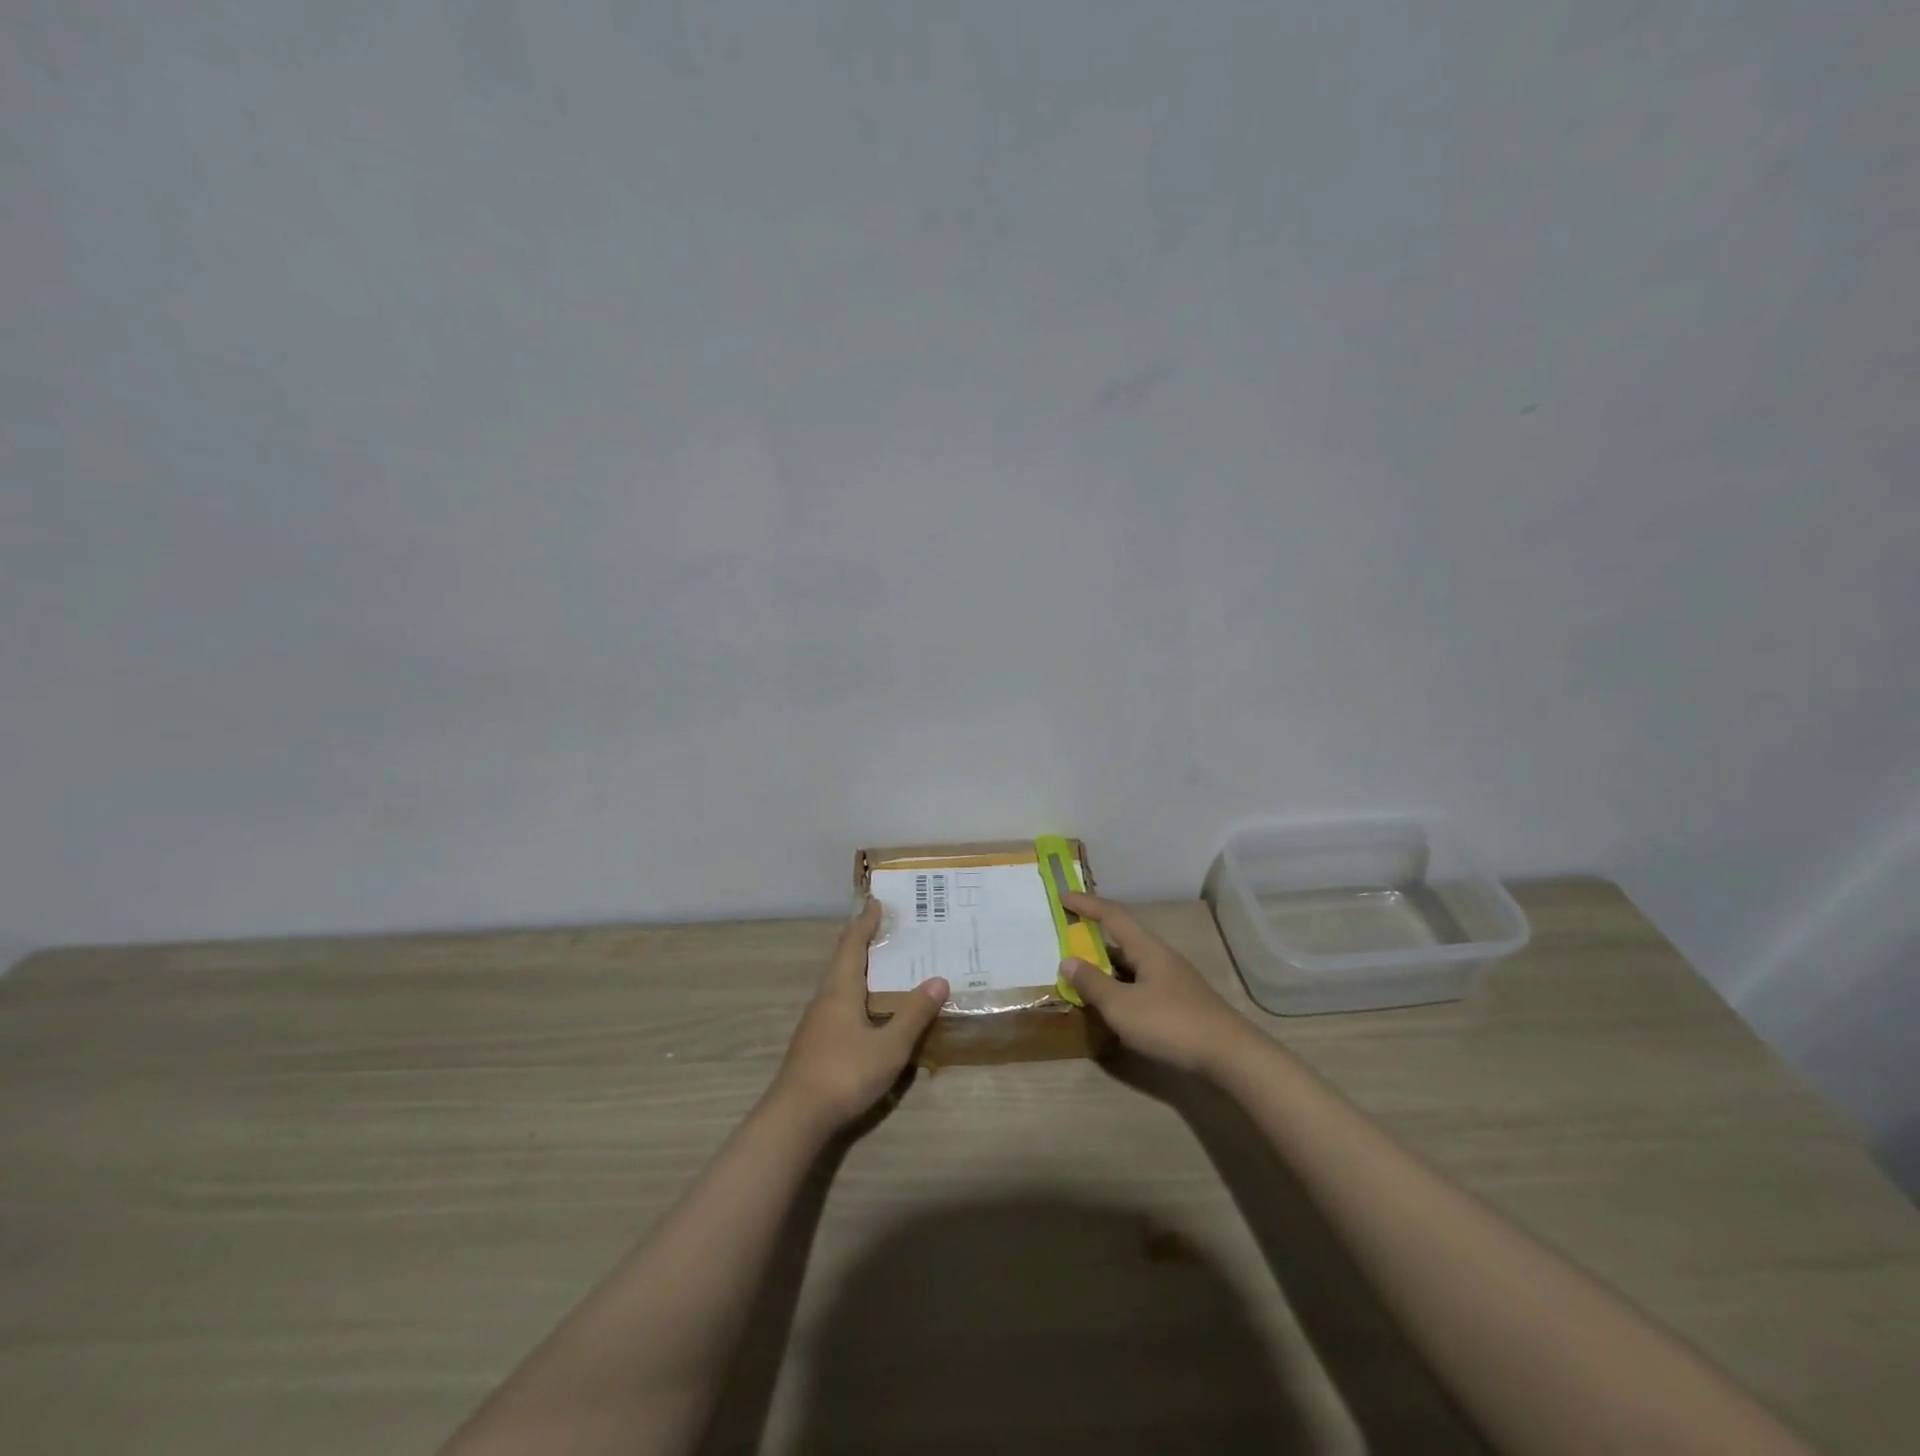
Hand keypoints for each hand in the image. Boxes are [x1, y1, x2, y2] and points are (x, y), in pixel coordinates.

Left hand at [769, 899, 948, 1133]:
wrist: (795, 1117)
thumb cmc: (845, 1072)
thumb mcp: (889, 1046)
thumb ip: (913, 1014)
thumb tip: (939, 980)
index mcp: (841, 989)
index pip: (854, 944)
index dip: (865, 922)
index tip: (877, 902)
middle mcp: (825, 997)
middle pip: (840, 958)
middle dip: (857, 939)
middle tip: (876, 923)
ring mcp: (816, 1021)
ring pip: (836, 981)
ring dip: (854, 965)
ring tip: (876, 961)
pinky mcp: (814, 1042)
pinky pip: (836, 1001)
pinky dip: (852, 989)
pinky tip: (863, 1007)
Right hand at [1060, 893, 1255, 1076]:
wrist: (1230, 1056)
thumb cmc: (1171, 1024)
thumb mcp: (1122, 1006)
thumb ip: (1093, 983)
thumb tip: (1068, 961)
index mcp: (1147, 949)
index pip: (1112, 916)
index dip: (1087, 904)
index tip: (1064, 896)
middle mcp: (1161, 958)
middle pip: (1123, 939)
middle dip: (1095, 938)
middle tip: (1068, 941)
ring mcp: (1174, 981)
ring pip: (1133, 965)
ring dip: (1107, 967)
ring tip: (1084, 977)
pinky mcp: (1181, 1004)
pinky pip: (1142, 985)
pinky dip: (1122, 988)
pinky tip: (1114, 1007)